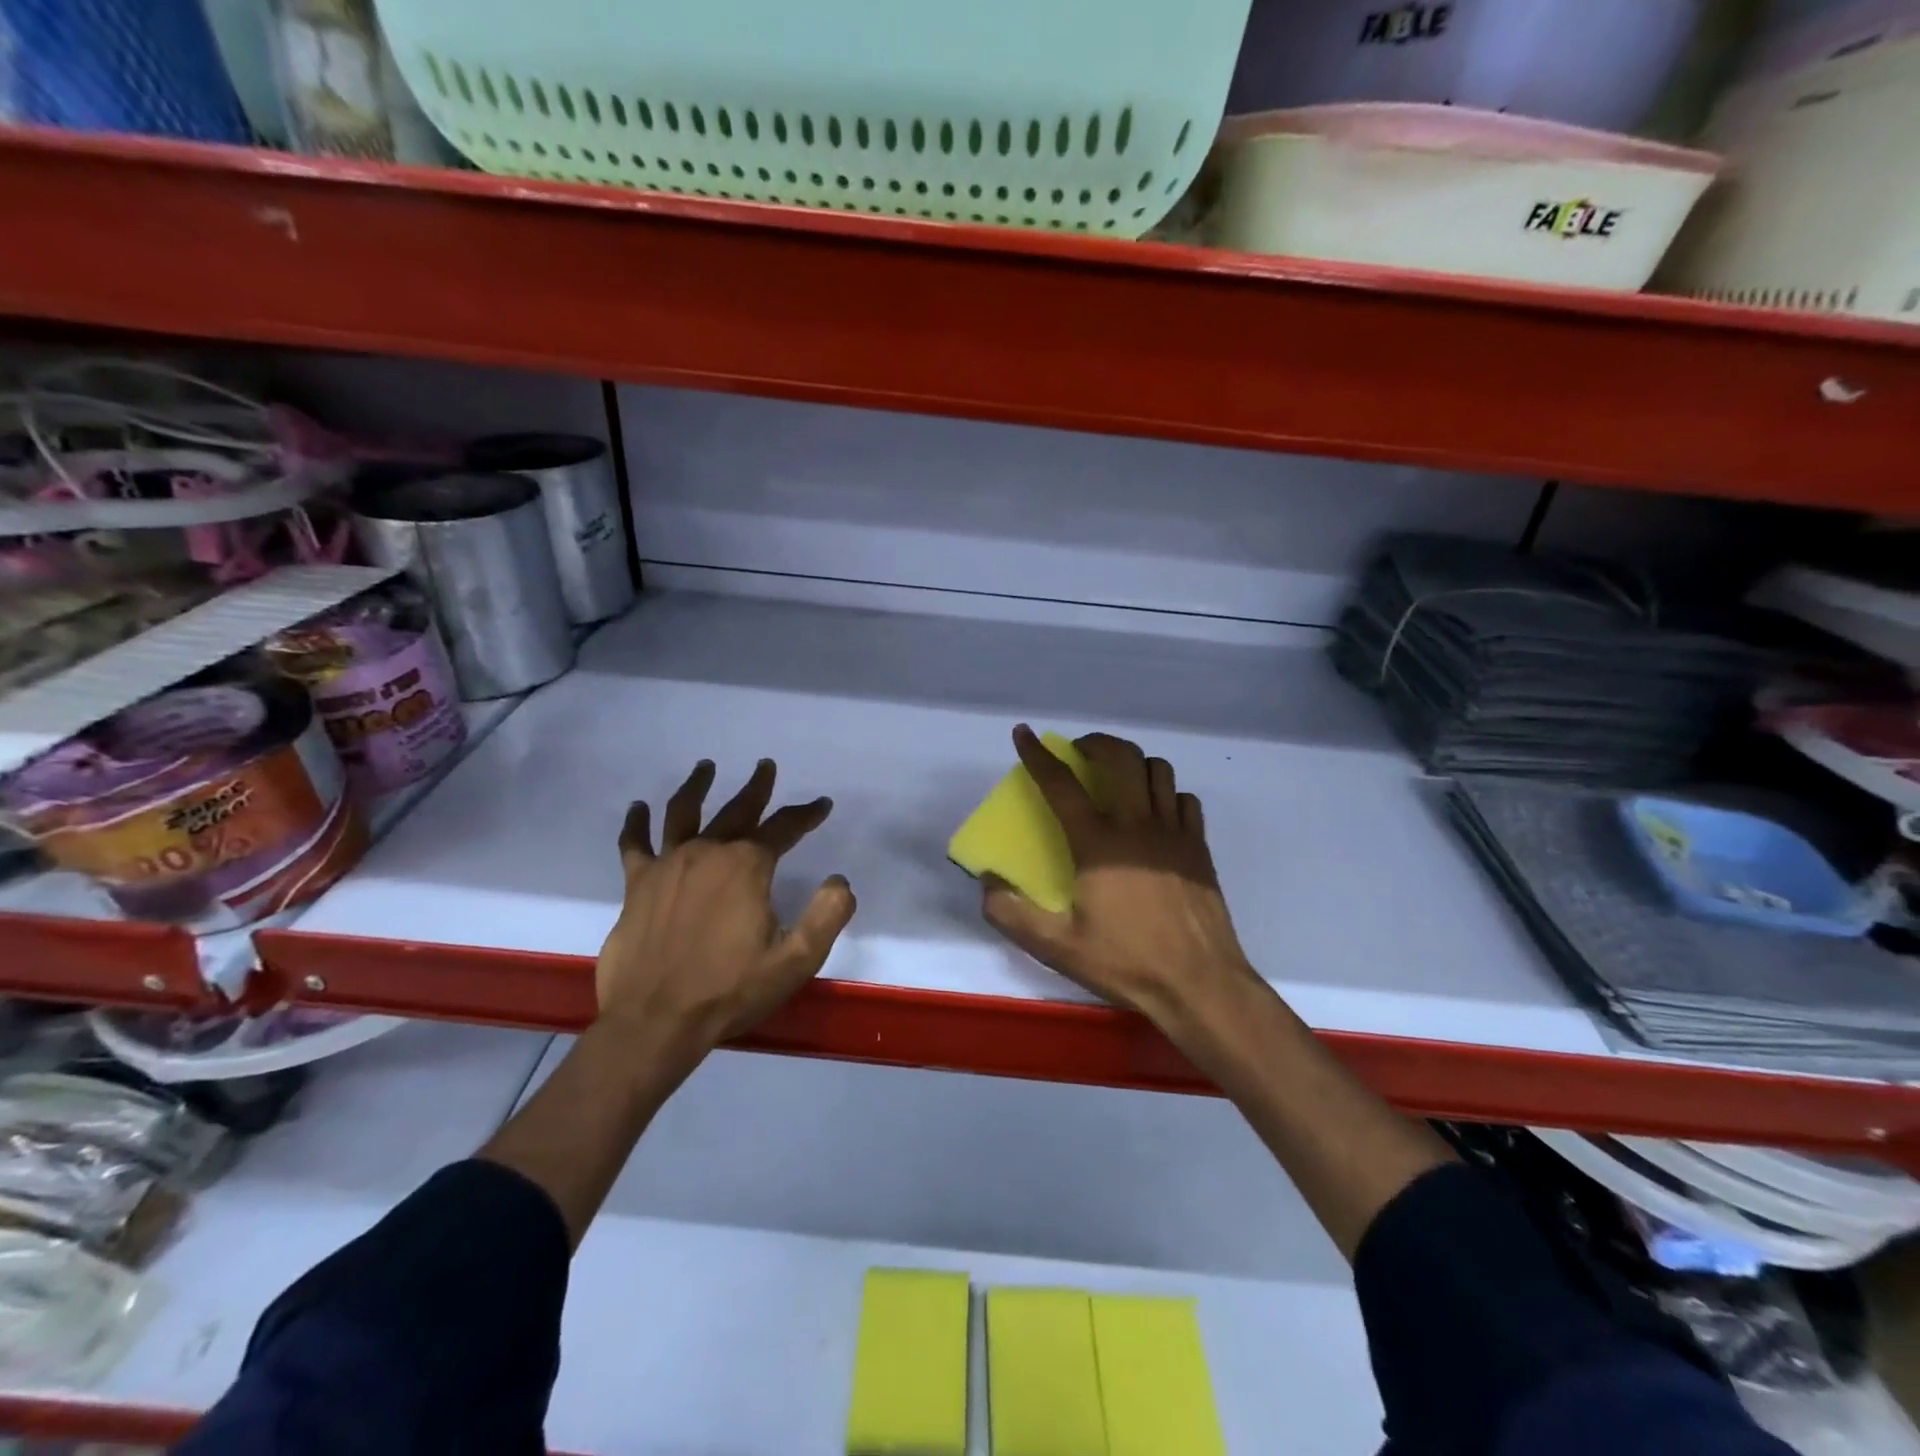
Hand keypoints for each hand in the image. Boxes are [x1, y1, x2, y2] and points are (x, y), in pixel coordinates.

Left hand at [596, 759, 855, 1047]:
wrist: (657, 1021)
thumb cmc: (731, 990)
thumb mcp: (796, 960)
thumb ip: (827, 915)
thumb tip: (840, 881)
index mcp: (747, 866)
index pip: (784, 828)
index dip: (806, 814)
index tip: (821, 804)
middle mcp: (709, 852)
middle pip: (738, 810)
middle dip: (757, 787)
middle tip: (765, 766)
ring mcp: (669, 865)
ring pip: (684, 812)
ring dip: (698, 786)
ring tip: (706, 766)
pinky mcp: (638, 884)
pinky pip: (635, 844)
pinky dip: (636, 823)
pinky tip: (638, 808)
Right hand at [982, 725, 1258, 1029]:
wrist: (1200, 985)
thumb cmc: (1126, 962)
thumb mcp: (1057, 948)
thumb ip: (1012, 914)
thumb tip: (986, 882)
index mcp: (1098, 843)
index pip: (1062, 784)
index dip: (1038, 755)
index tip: (1024, 733)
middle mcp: (1137, 824)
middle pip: (1121, 757)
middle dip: (1096, 742)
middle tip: (1079, 752)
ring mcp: (1174, 832)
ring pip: (1158, 770)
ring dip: (1133, 763)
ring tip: (1118, 778)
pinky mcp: (1198, 847)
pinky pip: (1184, 798)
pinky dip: (1166, 793)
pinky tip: (1156, 812)